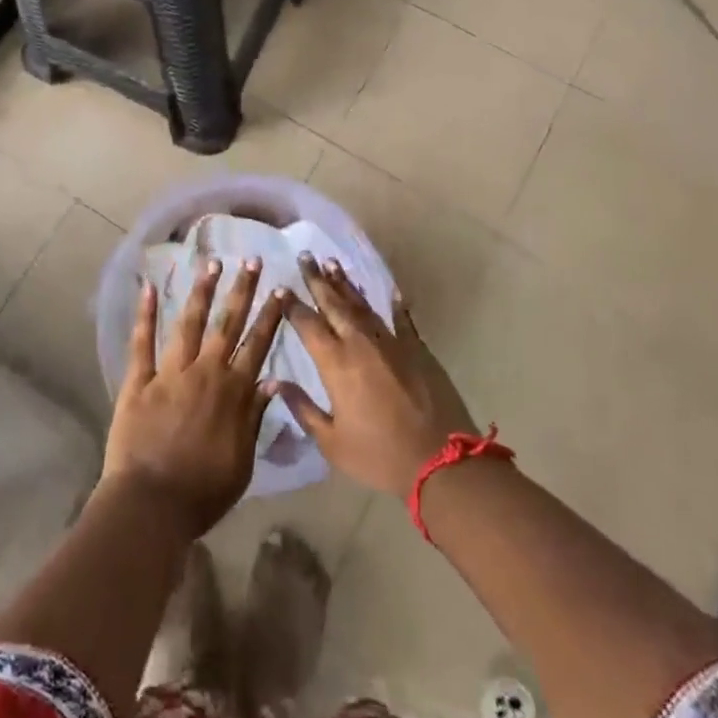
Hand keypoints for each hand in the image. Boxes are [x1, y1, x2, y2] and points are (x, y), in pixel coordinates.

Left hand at [102, 257, 290, 539]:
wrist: (150, 505)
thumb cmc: (202, 493)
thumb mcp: (242, 462)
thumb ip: (255, 418)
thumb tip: (271, 381)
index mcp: (232, 392)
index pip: (257, 345)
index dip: (270, 316)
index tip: (280, 290)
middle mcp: (205, 372)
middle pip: (227, 324)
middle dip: (242, 290)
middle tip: (252, 260)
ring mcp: (170, 372)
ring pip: (190, 323)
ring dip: (202, 291)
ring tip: (212, 263)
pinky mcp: (139, 381)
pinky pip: (142, 342)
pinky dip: (146, 314)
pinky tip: (149, 287)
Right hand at [278, 256, 477, 496]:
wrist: (441, 460)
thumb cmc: (380, 455)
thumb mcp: (333, 442)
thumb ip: (303, 409)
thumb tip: (277, 382)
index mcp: (336, 363)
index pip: (308, 324)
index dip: (292, 305)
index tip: (281, 288)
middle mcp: (360, 343)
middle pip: (334, 303)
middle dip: (317, 279)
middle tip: (305, 256)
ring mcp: (391, 341)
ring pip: (362, 305)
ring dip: (346, 284)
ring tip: (332, 263)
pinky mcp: (417, 348)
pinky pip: (402, 320)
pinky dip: (395, 305)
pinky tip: (391, 292)